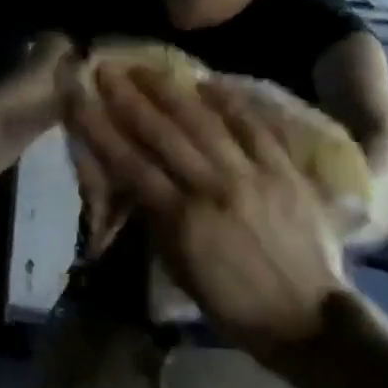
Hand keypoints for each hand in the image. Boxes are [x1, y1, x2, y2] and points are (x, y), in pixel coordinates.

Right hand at [65, 67, 349, 350]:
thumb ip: (157, 222)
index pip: (129, 164)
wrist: (308, 320)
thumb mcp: (181, 271)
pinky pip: (255, 128)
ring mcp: (251, 175)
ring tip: (147, 68)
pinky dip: (231, 104)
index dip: (100, 128)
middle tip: (107, 69)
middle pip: (162, 133)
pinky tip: (209, 82)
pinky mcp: (284, 172)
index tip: (79, 99)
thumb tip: (136, 184)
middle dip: (129, 98)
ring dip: (171, 92)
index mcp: (181, 219)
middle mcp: (212, 187)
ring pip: (204, 123)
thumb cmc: (234, 306)